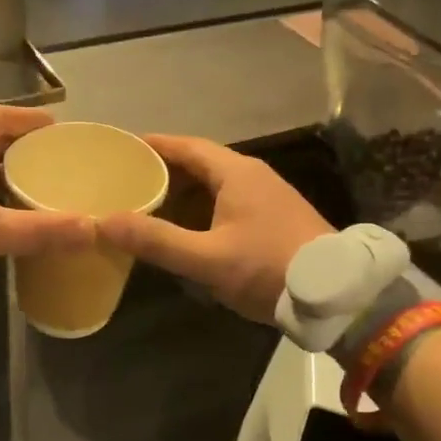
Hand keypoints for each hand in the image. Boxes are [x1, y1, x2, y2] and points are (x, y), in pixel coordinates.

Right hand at [97, 134, 332, 323]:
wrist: (337, 295)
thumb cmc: (269, 268)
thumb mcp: (207, 258)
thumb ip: (157, 241)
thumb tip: (103, 221)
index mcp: (236, 173)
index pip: (186, 146)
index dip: (153, 145)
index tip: (121, 149)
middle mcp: (252, 175)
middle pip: (199, 163)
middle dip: (163, 171)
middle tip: (127, 183)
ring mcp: (267, 196)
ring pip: (215, 185)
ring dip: (183, 193)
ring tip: (148, 206)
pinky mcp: (275, 218)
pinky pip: (228, 201)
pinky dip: (201, 208)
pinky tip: (186, 230)